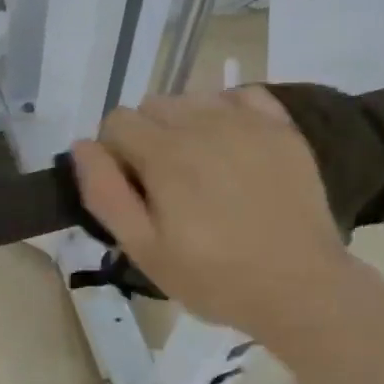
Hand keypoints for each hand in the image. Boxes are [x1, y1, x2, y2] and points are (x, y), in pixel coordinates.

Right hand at [70, 88, 360, 344]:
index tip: (132, 189)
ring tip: (200, 168)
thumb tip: (82, 146)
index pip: (116, 121)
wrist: (300, 288)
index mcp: (165, 152)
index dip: (114, 154)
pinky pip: (240, 95)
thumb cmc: (215, 278)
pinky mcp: (281, 127)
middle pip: (152, 105)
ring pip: (193, 98)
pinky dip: (227, 111)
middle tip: (165, 184)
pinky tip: (233, 146)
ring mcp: (247, 120)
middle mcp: (203, 122)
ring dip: (184, 123)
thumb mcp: (144, 250)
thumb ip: (105, 193)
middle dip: (146, 137)